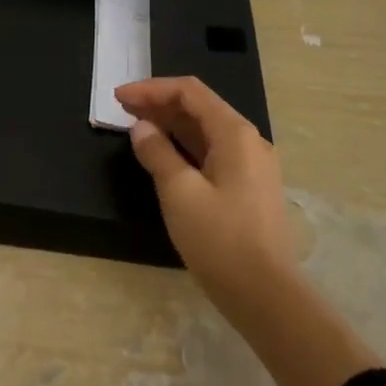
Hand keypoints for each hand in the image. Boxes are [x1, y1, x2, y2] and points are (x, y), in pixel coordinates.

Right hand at [118, 76, 299, 334]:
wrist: (267, 296)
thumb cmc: (220, 239)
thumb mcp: (179, 193)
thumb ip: (157, 153)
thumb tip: (141, 128)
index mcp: (234, 133)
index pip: (189, 92)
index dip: (151, 89)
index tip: (119, 98)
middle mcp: (248, 141)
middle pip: (199, 107)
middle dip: (159, 104)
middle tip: (122, 110)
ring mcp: (252, 165)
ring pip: (206, 130)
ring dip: (170, 124)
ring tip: (136, 127)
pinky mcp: (249, 188)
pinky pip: (212, 152)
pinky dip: (184, 146)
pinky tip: (163, 155)